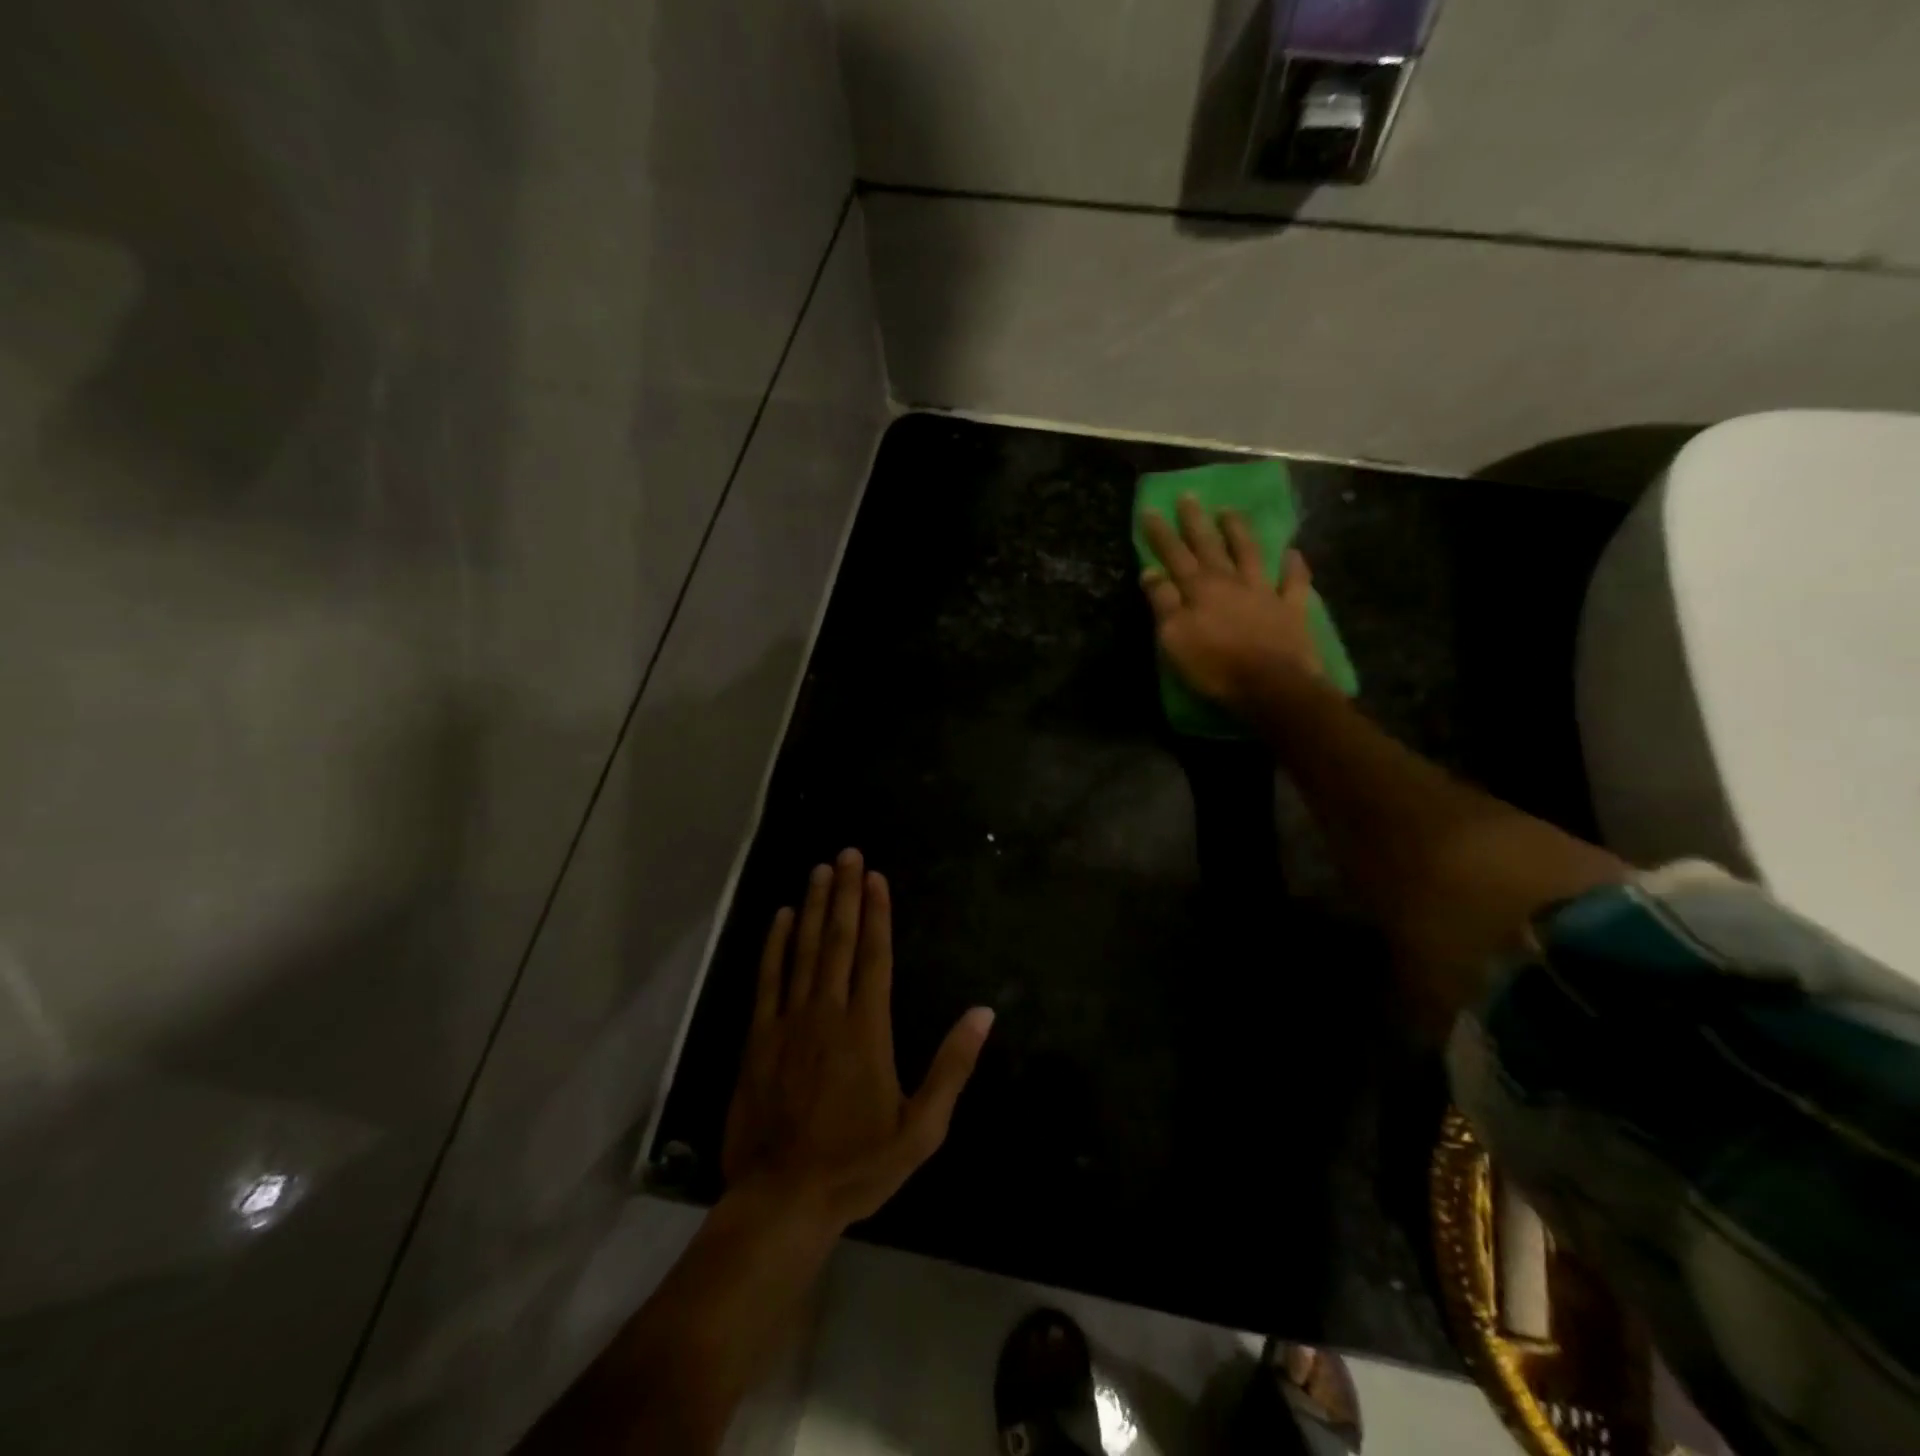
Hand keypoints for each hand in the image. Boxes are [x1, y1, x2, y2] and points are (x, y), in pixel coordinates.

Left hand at [722, 849, 993, 1230]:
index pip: (875, 956)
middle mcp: (828, 1013)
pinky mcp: (758, 1038)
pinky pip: (768, 979)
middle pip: (839, 940)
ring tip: (820, 870)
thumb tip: (983, 1013)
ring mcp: (789, 1022)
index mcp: (867, 1029)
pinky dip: (774, 944)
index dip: (877, 913)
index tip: (876, 877)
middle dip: (845, 893)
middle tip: (847, 853)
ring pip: (803, 950)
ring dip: (812, 906)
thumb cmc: (858, 1165)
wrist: (783, 1200)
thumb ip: (953, 1067)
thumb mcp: (922, 1129)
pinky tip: (780, 917)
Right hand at [1141, 493, 1321, 714]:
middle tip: (1189, 497)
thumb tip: (1150, 572)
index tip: (1151, 510)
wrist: (1271, 686)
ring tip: (1230, 512)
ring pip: (1249, 553)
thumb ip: (1163, 603)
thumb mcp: (1174, 639)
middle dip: (1196, 522)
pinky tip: (1292, 552)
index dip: (1161, 534)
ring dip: (1238, 531)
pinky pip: (1293, 581)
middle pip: (1210, 546)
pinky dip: (1293, 565)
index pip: (1174, 555)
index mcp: (1199, 589)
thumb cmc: (1214, 666)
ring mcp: (1264, 592)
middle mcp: (1230, 581)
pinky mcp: (1291, 608)